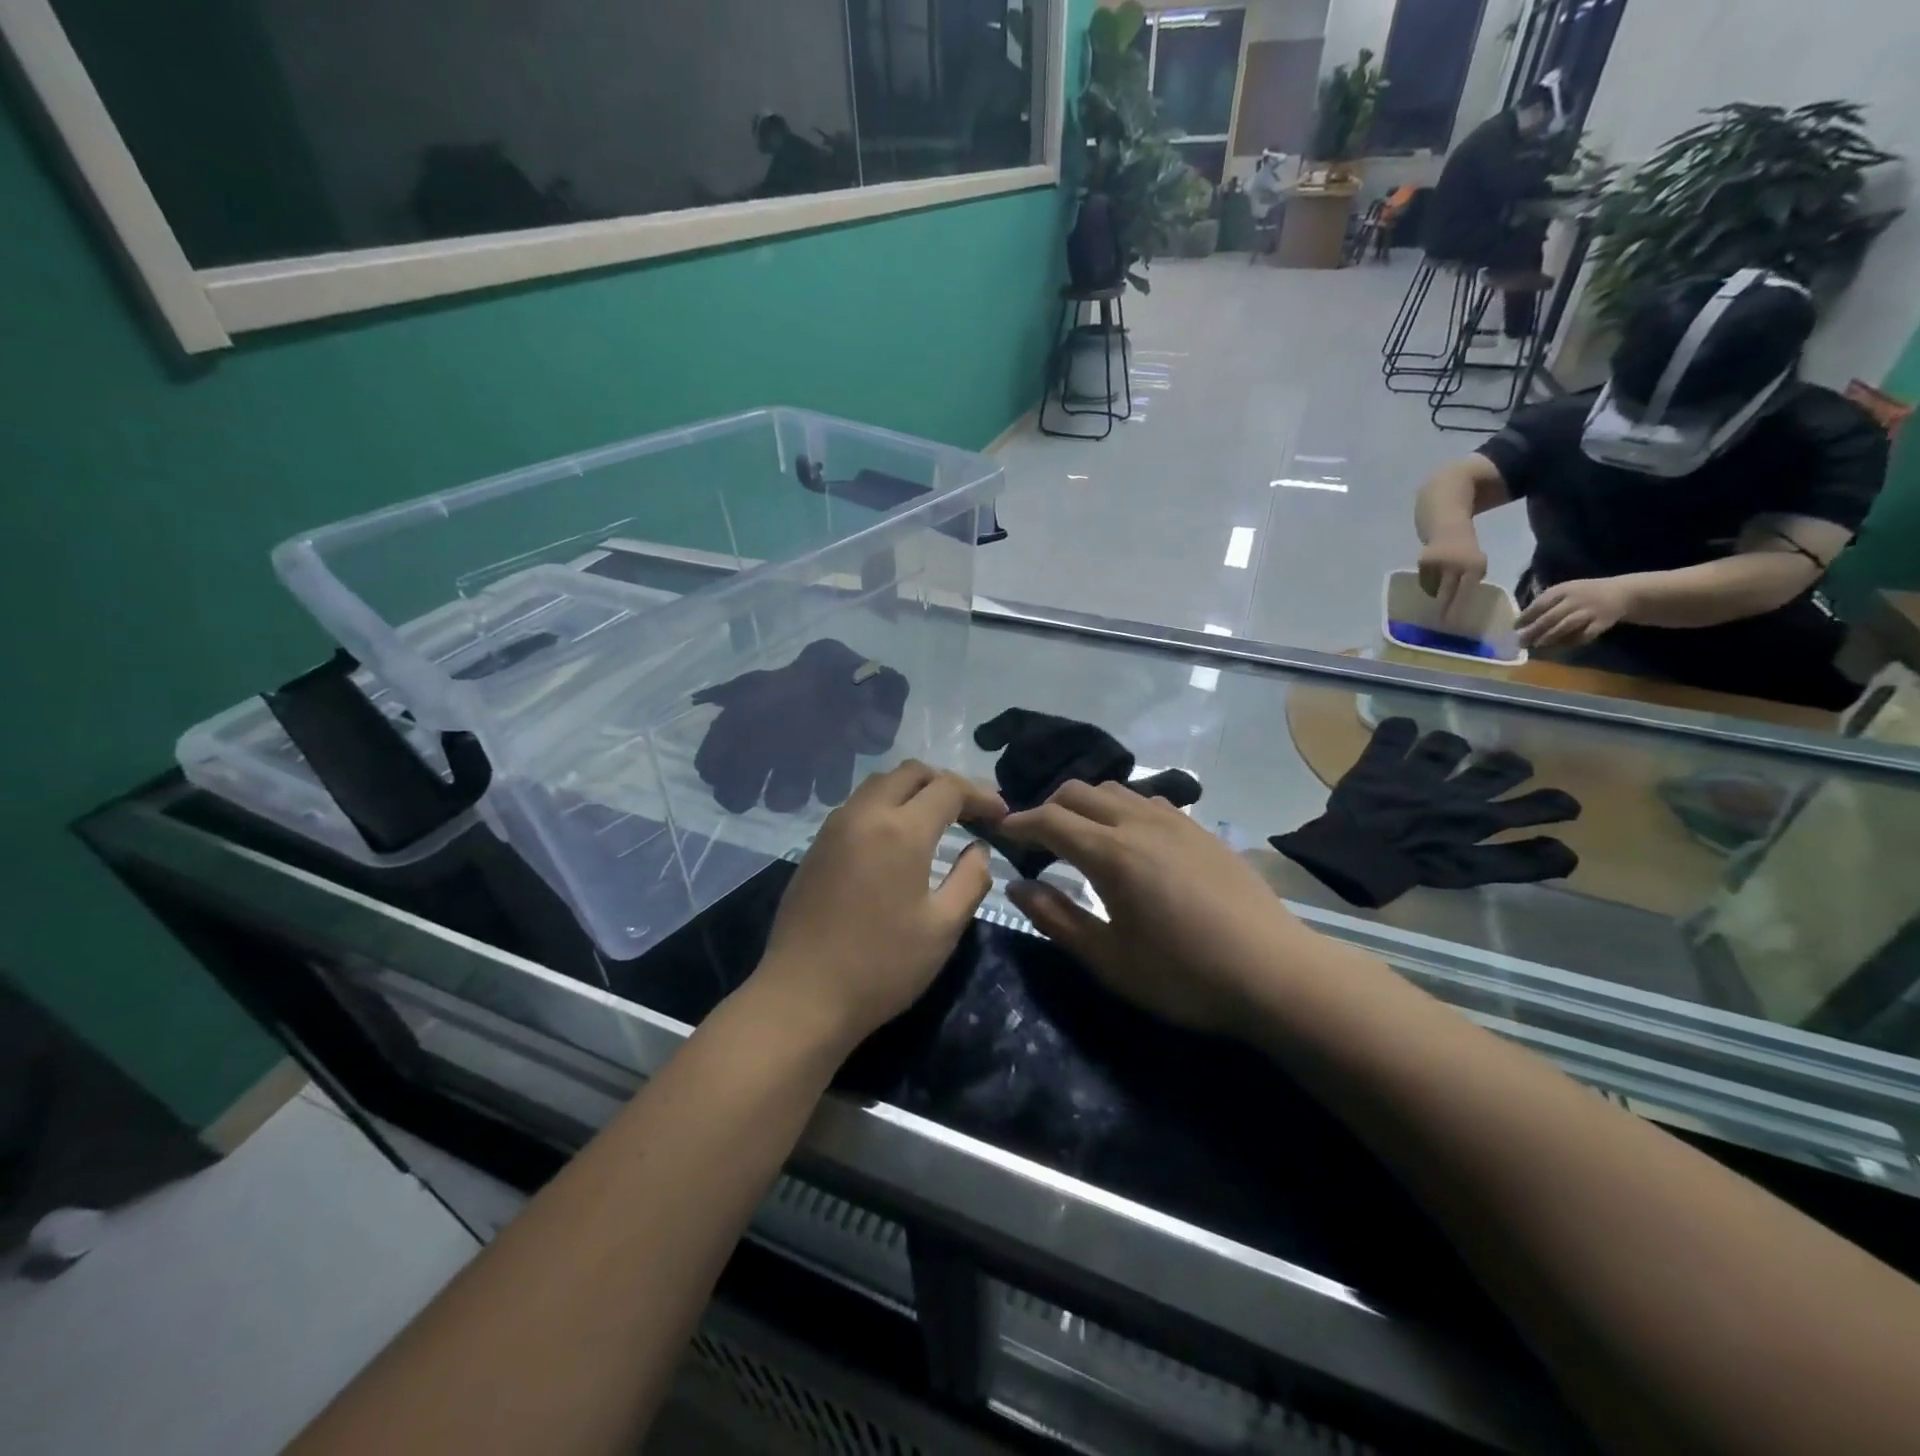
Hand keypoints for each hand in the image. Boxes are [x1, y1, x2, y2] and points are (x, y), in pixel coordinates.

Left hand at [751, 762, 1004, 1055]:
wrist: (802, 996)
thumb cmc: (882, 966)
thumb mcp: (943, 928)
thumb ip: (971, 880)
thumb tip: (979, 851)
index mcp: (901, 830)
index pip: (948, 788)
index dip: (980, 795)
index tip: (1001, 815)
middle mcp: (864, 815)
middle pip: (909, 772)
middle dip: (945, 782)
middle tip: (970, 810)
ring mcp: (834, 828)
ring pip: (879, 784)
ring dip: (912, 790)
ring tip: (936, 818)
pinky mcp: (816, 847)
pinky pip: (857, 806)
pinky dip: (885, 806)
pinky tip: (896, 838)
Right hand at [997, 782, 1312, 1038]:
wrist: (1275, 974)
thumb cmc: (1184, 975)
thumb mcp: (1109, 960)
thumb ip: (1056, 918)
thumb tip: (1017, 886)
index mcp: (1111, 852)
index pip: (1050, 819)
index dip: (1019, 822)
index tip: (1000, 832)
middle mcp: (1139, 822)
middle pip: (1078, 792)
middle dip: (1047, 808)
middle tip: (1036, 840)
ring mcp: (1175, 821)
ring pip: (1114, 790)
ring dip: (1085, 805)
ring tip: (1079, 837)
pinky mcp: (1201, 829)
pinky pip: (1147, 800)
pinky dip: (1120, 808)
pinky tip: (1129, 840)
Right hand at [1417, 531, 1488, 619]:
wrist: (1448, 528)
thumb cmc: (1466, 551)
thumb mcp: (1477, 564)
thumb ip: (1470, 581)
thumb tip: (1458, 604)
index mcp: (1474, 567)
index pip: (1466, 593)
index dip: (1459, 609)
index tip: (1453, 624)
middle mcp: (1456, 565)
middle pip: (1447, 593)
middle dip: (1443, 609)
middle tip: (1439, 623)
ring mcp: (1438, 564)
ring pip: (1433, 589)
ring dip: (1434, 593)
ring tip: (1437, 590)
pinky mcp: (1423, 562)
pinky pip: (1424, 582)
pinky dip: (1427, 584)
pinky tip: (1432, 577)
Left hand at [1516, 577, 1636, 649]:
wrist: (1622, 593)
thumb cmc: (1584, 594)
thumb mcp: (1564, 592)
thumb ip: (1545, 604)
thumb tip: (1521, 622)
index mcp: (1563, 590)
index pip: (1540, 604)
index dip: (1526, 616)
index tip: (1515, 627)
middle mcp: (1576, 599)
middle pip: (1551, 617)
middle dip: (1534, 630)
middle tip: (1521, 642)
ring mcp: (1591, 611)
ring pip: (1567, 625)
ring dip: (1550, 636)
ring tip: (1537, 645)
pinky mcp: (1603, 622)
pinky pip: (1586, 634)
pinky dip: (1574, 641)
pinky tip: (1563, 646)